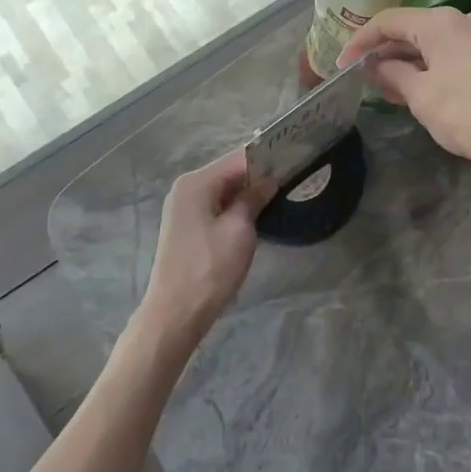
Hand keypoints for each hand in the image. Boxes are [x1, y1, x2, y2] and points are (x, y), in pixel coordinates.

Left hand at [140, 148, 272, 346]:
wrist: (175, 313)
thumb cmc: (210, 268)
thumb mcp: (239, 230)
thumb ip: (253, 198)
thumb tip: (269, 179)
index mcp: (196, 182)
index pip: (239, 158)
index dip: (267, 159)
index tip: (295, 162)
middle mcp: (186, 187)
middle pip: (229, 172)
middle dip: (258, 176)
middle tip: (291, 180)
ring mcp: (183, 207)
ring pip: (223, 189)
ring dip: (247, 193)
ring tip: (279, 196)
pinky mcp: (185, 225)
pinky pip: (215, 205)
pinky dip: (234, 207)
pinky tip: (255, 215)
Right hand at [339, 7, 470, 178]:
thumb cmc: (465, 114)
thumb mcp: (419, 95)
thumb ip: (391, 73)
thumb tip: (375, 66)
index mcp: (441, 22)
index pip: (388, 21)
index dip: (361, 41)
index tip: (343, 64)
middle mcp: (463, 19)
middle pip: (412, 28)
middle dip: (385, 52)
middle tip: (363, 77)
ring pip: (433, 42)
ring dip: (407, 61)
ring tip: (386, 87)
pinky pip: (452, 52)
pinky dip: (431, 65)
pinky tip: (418, 88)